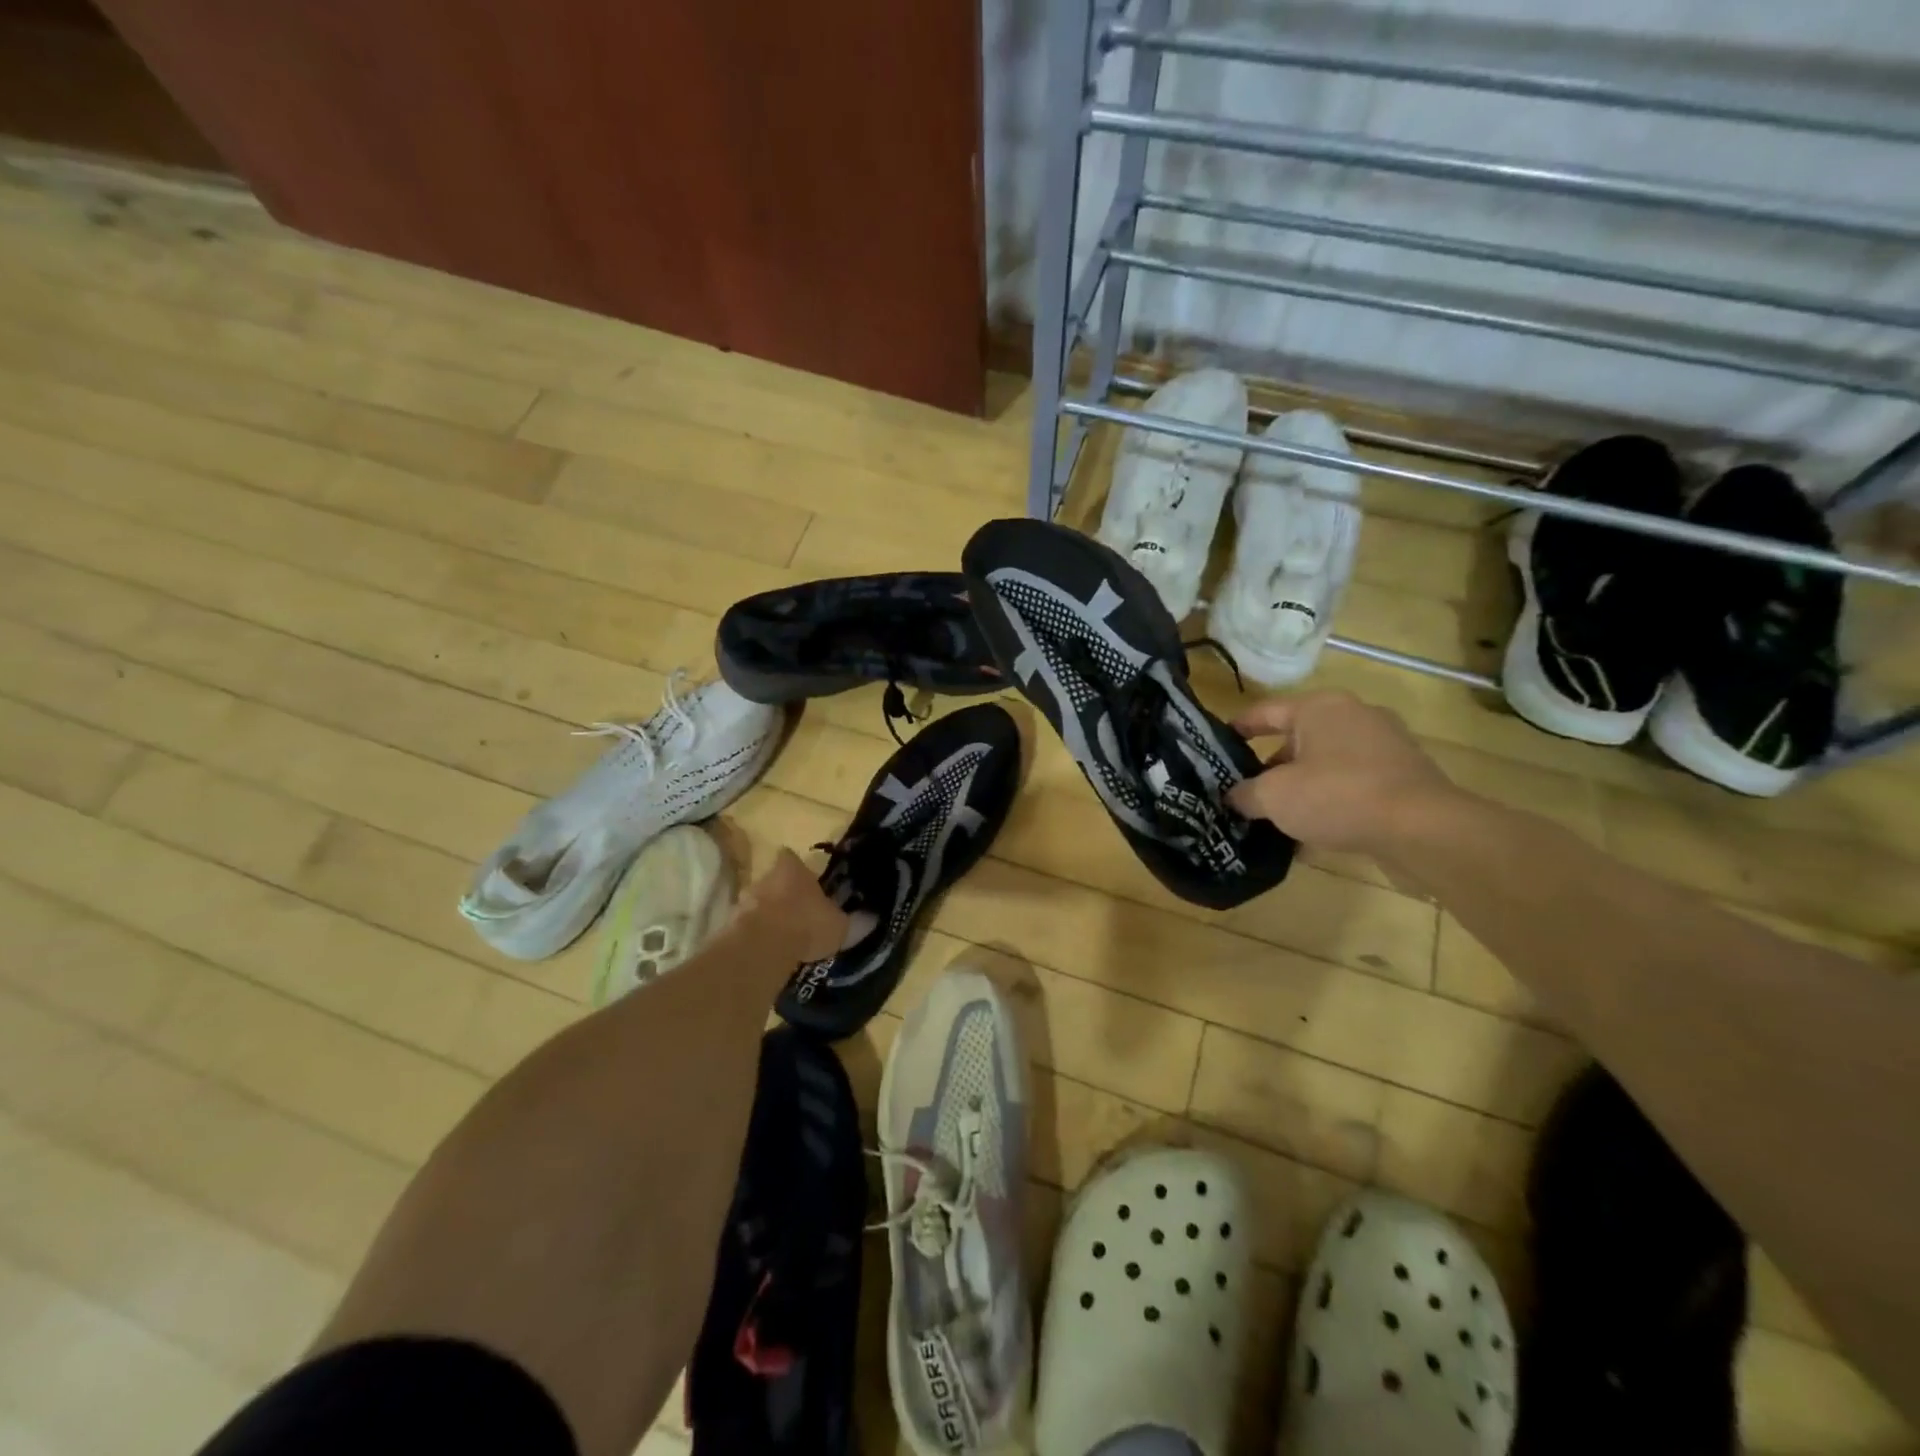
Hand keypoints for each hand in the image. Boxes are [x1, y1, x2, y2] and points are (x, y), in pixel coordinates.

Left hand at [738, 849, 847, 961]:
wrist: (764, 947)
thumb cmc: (806, 923)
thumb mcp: (838, 924)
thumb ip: (841, 918)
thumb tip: (856, 918)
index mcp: (793, 868)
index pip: (791, 857)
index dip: (797, 869)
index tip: (804, 882)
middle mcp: (766, 876)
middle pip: (773, 880)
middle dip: (782, 894)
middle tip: (796, 913)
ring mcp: (745, 899)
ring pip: (758, 903)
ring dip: (767, 915)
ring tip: (782, 936)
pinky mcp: (732, 924)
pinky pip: (747, 926)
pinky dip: (756, 935)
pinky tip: (768, 950)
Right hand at [1227, 691, 1460, 855]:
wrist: (1423, 829)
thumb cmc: (1337, 796)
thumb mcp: (1274, 797)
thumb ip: (1245, 794)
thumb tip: (1234, 797)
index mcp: (1319, 707)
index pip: (1265, 712)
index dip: (1237, 728)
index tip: (1217, 744)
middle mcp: (1354, 715)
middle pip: (1297, 739)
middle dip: (1270, 766)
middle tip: (1247, 792)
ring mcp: (1385, 744)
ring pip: (1326, 763)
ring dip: (1302, 786)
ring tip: (1278, 817)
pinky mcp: (1405, 775)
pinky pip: (1354, 783)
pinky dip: (1332, 800)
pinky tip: (1316, 831)